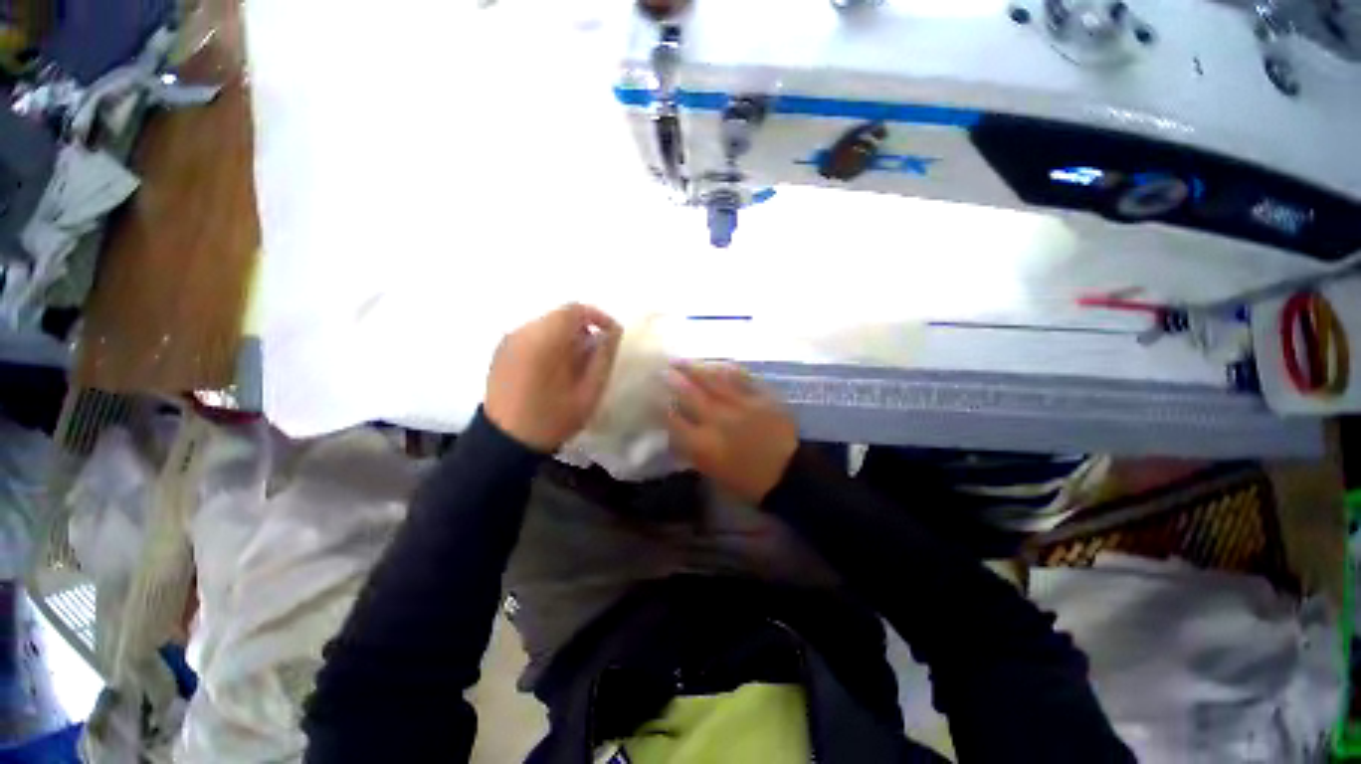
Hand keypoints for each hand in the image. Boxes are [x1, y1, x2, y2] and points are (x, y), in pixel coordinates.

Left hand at [485, 303, 621, 451]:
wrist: (505, 442)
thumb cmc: (553, 418)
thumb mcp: (589, 391)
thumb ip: (603, 357)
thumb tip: (612, 333)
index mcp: (545, 340)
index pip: (574, 310)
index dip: (598, 317)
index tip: (611, 335)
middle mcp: (523, 332)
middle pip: (559, 316)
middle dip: (583, 328)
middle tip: (595, 353)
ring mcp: (508, 341)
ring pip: (546, 325)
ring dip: (566, 336)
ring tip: (576, 363)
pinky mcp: (501, 351)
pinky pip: (532, 336)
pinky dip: (549, 343)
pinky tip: (555, 368)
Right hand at [665, 362, 798, 503]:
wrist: (788, 475)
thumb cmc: (747, 481)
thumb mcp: (711, 471)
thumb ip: (691, 449)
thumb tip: (675, 431)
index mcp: (704, 445)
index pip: (673, 420)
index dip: (659, 405)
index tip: (652, 395)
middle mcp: (718, 421)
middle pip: (689, 394)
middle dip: (672, 380)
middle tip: (661, 369)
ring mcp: (741, 405)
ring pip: (712, 381)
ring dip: (695, 369)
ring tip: (681, 361)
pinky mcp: (761, 397)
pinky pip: (740, 378)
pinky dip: (725, 370)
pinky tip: (716, 365)